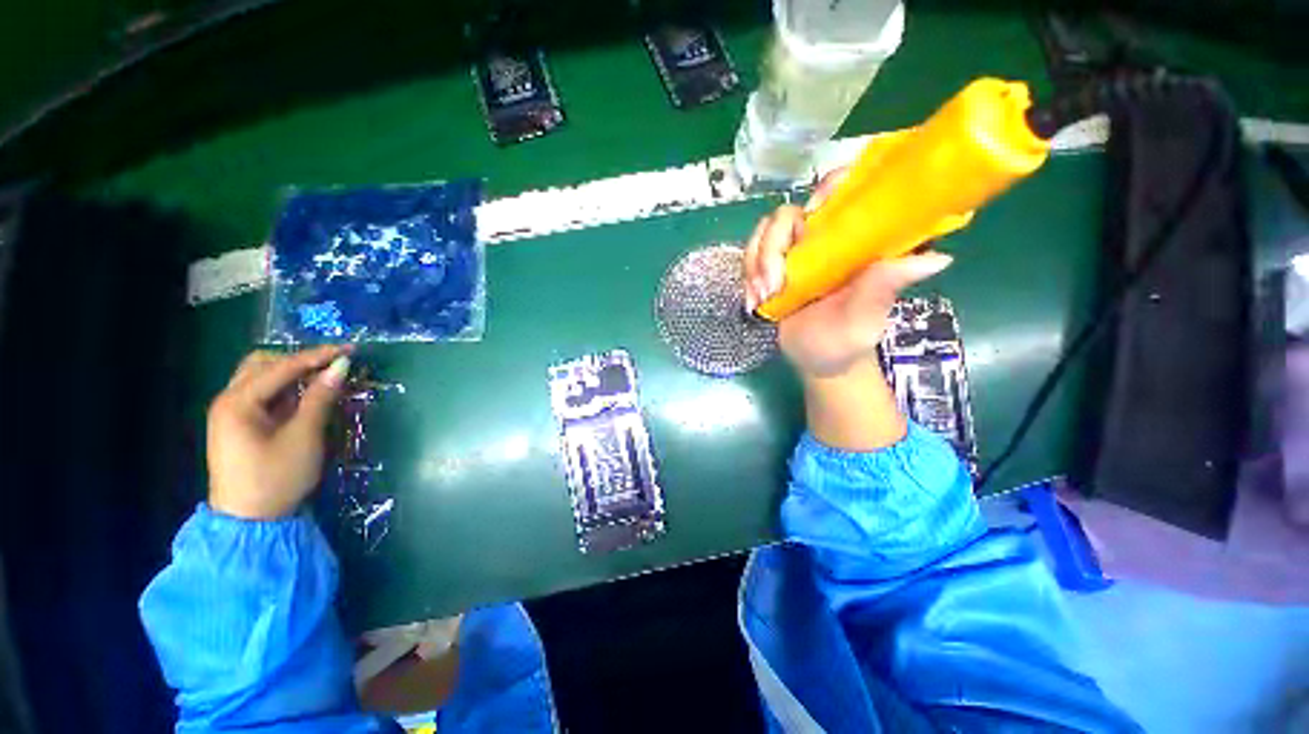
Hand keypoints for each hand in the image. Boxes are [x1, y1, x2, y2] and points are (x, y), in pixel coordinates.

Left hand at [207, 345, 352, 519]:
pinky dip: (284, 389)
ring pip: (260, 378)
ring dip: (291, 374)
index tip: (349, 350)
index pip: (282, 367)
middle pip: (262, 364)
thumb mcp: (304, 437)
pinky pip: (262, 395)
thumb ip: (320, 398)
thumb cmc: (276, 478)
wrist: (250, 522)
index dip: (317, 356)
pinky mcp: (238, 425)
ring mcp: (230, 413)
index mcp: (238, 402)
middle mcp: (228, 400)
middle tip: (332, 366)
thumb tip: (341, 367)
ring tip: (322, 379)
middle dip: (298, 360)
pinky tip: (305, 396)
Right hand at [742, 169, 952, 379]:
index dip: (828, 189)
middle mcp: (825, 237)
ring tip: (762, 298)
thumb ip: (884, 287)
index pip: (846, 191)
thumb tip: (936, 258)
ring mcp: (796, 251)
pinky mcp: (774, 265)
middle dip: (772, 246)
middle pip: (789, 214)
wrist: (816, 359)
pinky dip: (747, 274)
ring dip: (756, 263)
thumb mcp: (866, 317)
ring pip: (764, 232)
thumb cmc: (847, 340)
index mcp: (857, 240)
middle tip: (772, 285)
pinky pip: (751, 253)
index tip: (812, 215)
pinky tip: (754, 301)